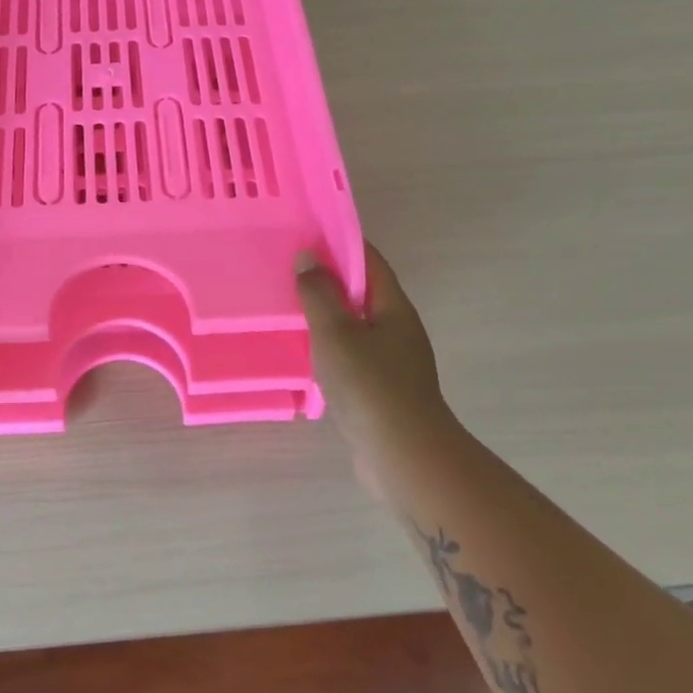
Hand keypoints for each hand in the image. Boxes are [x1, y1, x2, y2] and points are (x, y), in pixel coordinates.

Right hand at [297, 243, 454, 501]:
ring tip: (288, 308)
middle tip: (288, 270)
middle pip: (361, 292)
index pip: (368, 261)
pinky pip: (351, 355)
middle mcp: (397, 329)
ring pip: (354, 326)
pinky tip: (303, 354)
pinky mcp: (380, 391)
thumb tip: (309, 256)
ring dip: (326, 316)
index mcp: (393, 308)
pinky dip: (328, 347)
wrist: (404, 458)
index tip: (306, 234)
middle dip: (328, 279)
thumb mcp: (336, 332)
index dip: (340, 243)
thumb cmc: (370, 386)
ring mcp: (391, 362)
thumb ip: (319, 293)